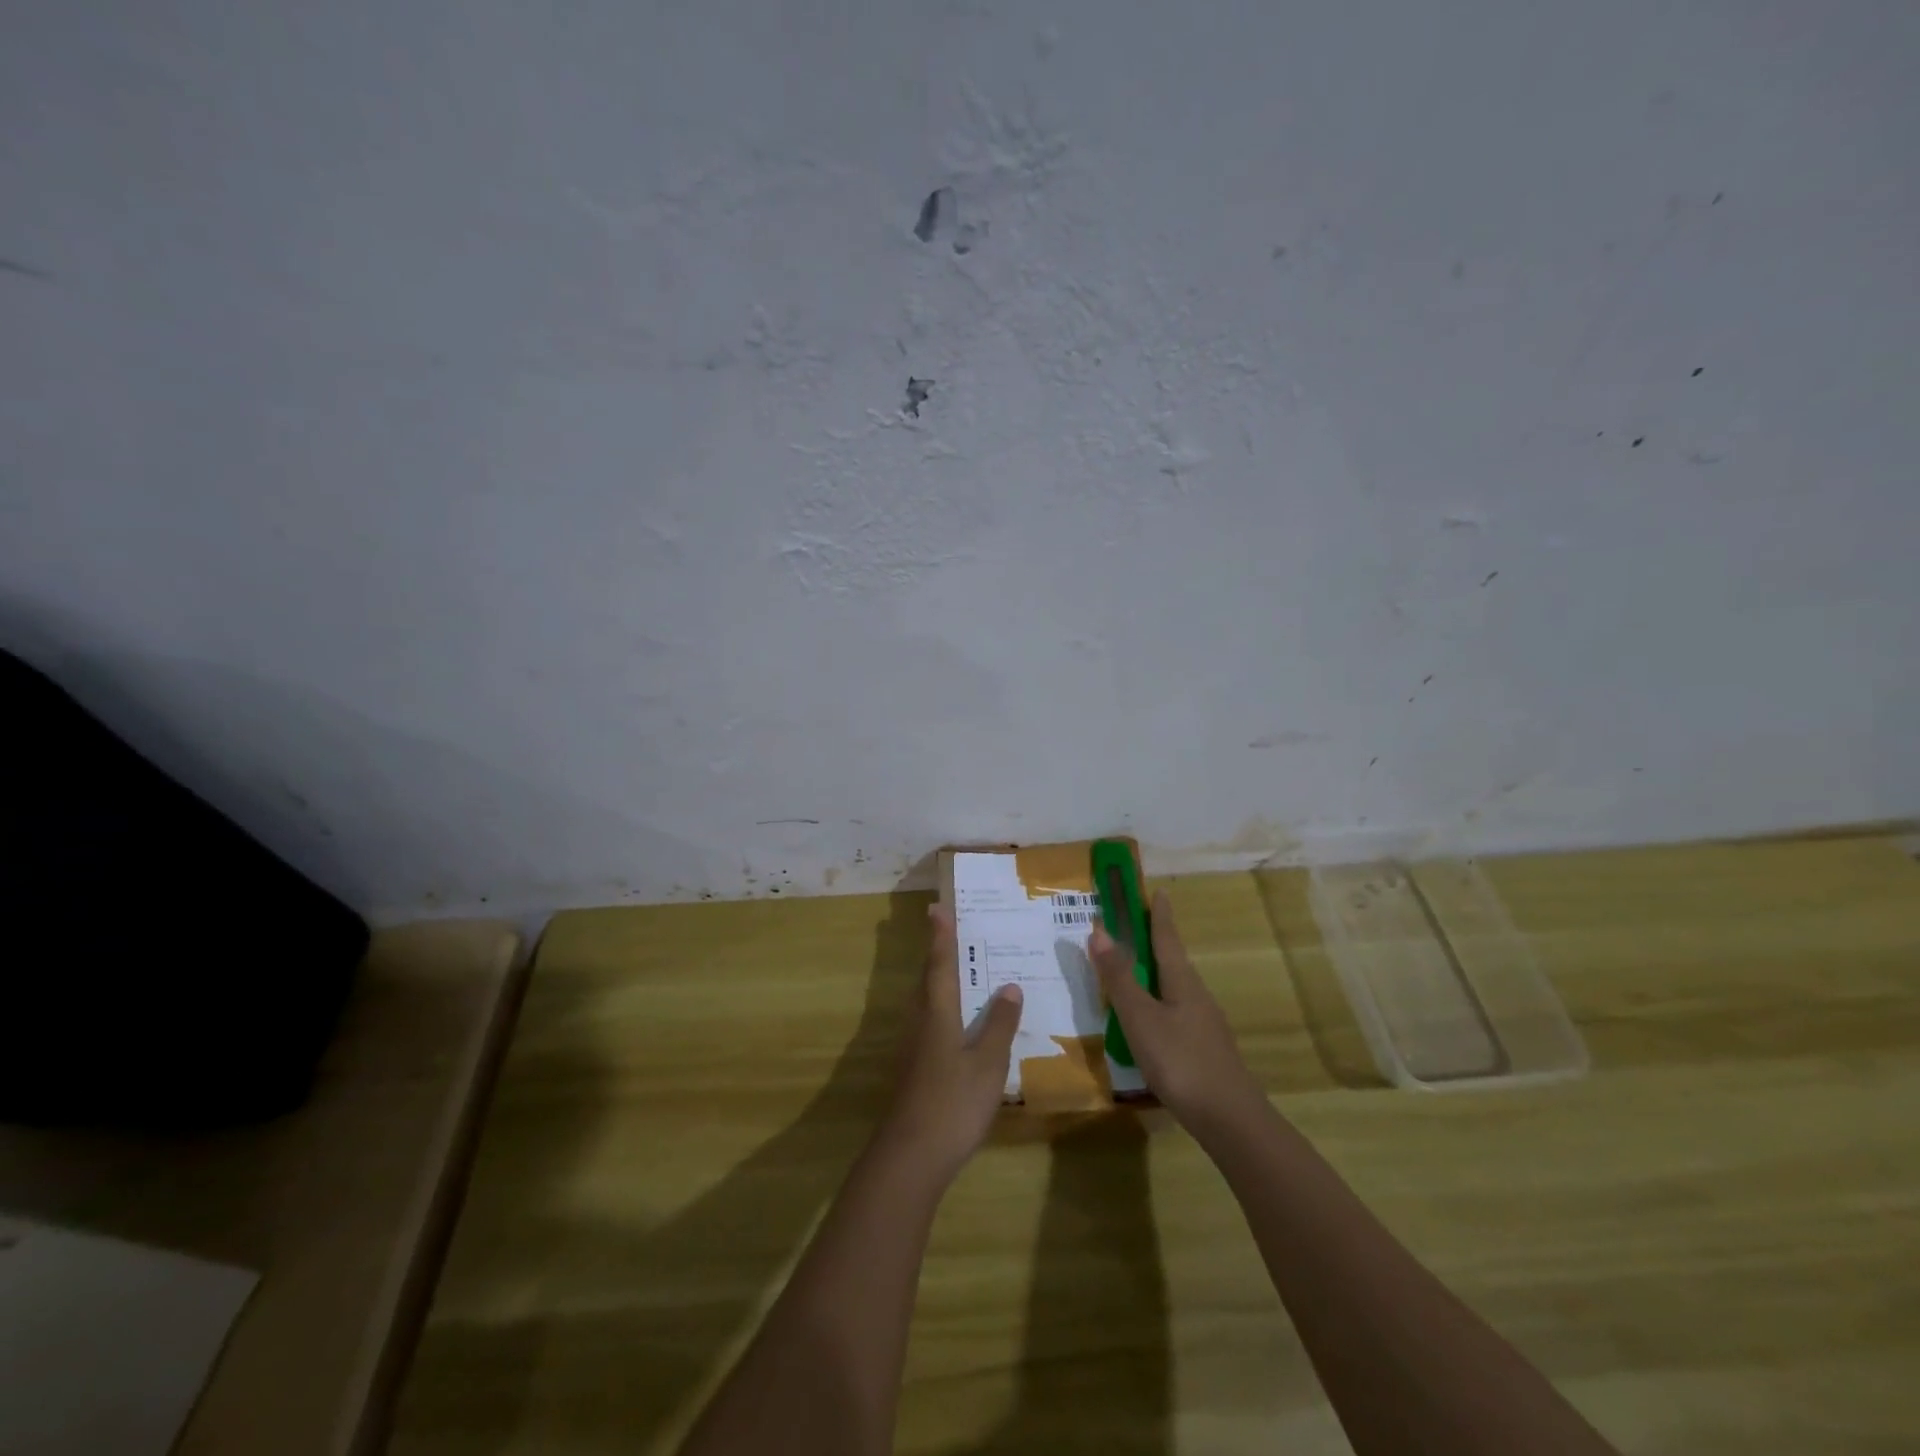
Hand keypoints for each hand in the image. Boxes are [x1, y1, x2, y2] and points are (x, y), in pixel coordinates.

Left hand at [879, 904, 1022, 1179]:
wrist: (912, 1155)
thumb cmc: (953, 1102)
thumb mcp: (987, 1062)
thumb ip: (1000, 1024)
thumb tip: (1009, 986)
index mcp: (937, 1012)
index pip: (940, 964)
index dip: (941, 935)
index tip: (937, 907)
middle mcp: (920, 1022)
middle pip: (928, 979)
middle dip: (939, 953)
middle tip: (953, 931)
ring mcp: (913, 1047)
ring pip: (927, 1002)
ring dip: (940, 981)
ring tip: (962, 970)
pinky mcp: (914, 1069)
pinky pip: (930, 1024)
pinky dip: (945, 1010)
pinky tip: (961, 1024)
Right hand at [1089, 889, 1264, 1132]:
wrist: (1230, 1120)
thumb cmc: (1181, 1061)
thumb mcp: (1140, 1018)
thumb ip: (1119, 977)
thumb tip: (1099, 929)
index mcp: (1182, 982)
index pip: (1167, 938)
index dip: (1159, 914)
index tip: (1158, 890)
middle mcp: (1196, 996)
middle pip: (1173, 961)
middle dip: (1155, 941)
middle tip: (1135, 925)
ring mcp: (1204, 1024)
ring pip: (1175, 988)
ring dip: (1155, 973)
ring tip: (1134, 971)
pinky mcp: (1204, 1049)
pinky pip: (1176, 1012)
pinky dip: (1158, 1002)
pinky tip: (1148, 1020)